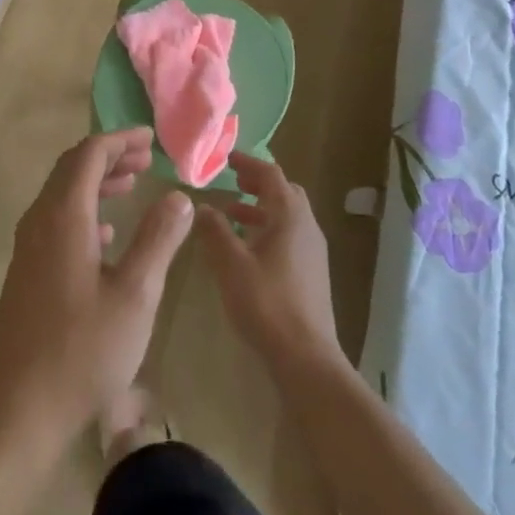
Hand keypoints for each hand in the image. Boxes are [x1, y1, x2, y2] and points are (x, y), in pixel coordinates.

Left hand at [0, 129, 194, 450]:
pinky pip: (55, 221)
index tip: (150, 139)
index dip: (120, 140)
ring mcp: (28, 248)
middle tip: (145, 158)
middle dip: (109, 156)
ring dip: (96, 182)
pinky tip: (107, 234)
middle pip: (72, 169)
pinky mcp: (26, 272)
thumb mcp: (135, 295)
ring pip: (62, 195)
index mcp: (63, 217)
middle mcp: (39, 222)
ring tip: (132, 185)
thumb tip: (178, 196)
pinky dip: (84, 211)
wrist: (20, 409)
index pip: (89, 155)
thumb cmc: (83, 351)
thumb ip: (158, 239)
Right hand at [198, 152, 343, 376]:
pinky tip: (247, 249)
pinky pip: (289, 236)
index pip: (271, 174)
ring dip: (261, 208)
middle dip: (258, 183)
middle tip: (232, 181)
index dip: (248, 163)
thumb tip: (202, 206)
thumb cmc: (266, 302)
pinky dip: (268, 229)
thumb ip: (215, 231)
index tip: (227, 159)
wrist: (306, 355)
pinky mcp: (312, 272)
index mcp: (290, 215)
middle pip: (284, 192)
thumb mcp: (231, 264)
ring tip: (231, 214)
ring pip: (287, 216)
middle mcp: (307, 226)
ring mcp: (313, 250)